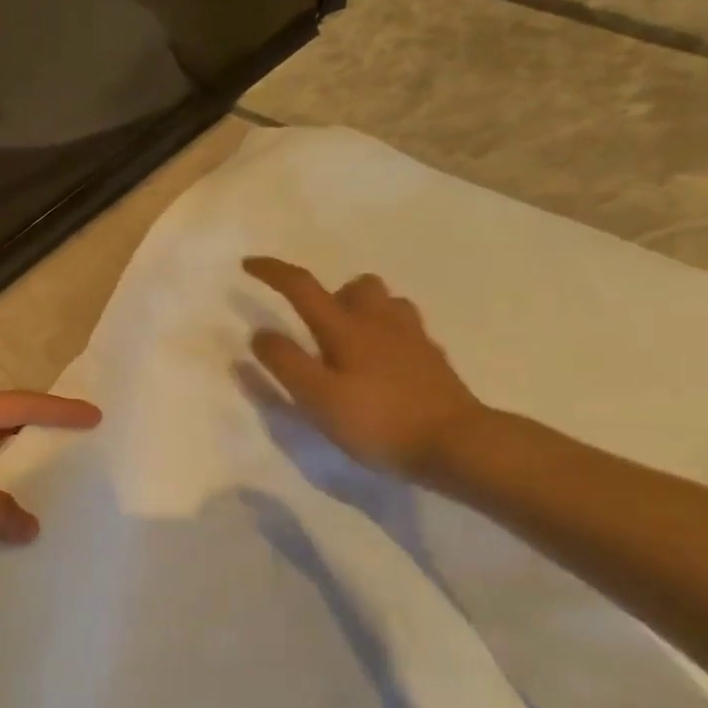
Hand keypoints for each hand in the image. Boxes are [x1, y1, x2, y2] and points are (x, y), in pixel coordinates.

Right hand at [244, 256, 487, 479]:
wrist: (458, 444)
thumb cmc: (379, 421)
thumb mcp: (318, 398)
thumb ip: (286, 363)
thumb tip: (260, 333)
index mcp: (346, 329)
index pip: (302, 287)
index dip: (273, 272)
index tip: (248, 264)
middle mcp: (380, 322)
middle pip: (356, 285)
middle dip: (332, 294)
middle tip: (316, 326)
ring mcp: (413, 338)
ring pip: (386, 302)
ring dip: (363, 310)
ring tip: (349, 343)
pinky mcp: (433, 359)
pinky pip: (406, 329)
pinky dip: (388, 334)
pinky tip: (382, 363)